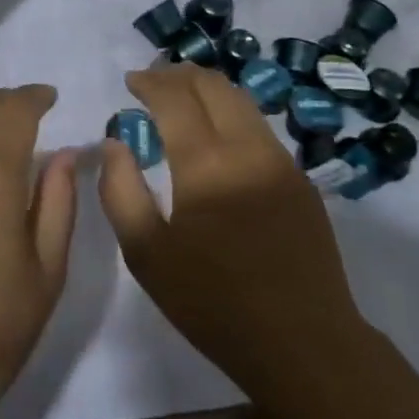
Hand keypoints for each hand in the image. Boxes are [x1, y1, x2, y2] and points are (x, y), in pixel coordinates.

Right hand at [98, 66, 365, 401]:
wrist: (304, 343)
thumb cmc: (215, 304)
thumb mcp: (148, 256)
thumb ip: (121, 192)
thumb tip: (114, 143)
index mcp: (207, 164)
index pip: (175, 98)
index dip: (150, 82)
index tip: (131, 81)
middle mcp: (248, 148)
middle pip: (214, 86)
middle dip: (179, 75)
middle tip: (153, 80)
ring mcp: (281, 161)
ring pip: (242, 101)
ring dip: (208, 89)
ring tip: (183, 96)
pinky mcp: (301, 180)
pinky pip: (260, 128)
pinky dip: (232, 113)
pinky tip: (218, 133)